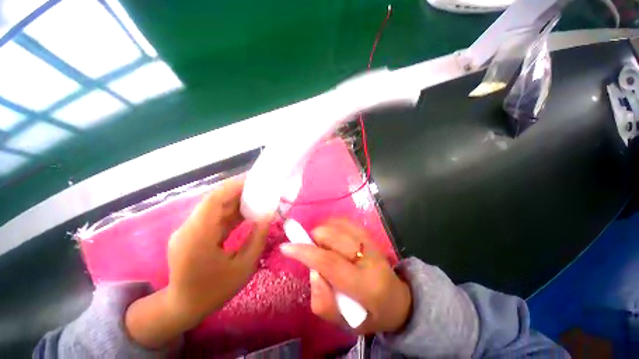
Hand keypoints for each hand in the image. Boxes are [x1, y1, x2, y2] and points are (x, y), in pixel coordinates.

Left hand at [165, 177, 269, 324]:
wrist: (183, 307)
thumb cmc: (214, 291)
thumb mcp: (244, 267)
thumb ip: (257, 238)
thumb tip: (268, 216)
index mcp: (198, 237)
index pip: (213, 201)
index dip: (233, 187)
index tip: (254, 181)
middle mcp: (189, 229)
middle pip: (214, 201)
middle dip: (238, 191)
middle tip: (260, 187)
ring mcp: (188, 230)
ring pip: (215, 207)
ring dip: (236, 201)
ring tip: (257, 196)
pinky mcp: (192, 233)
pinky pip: (214, 216)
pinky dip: (231, 211)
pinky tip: (246, 211)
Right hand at [280, 219, 411, 334]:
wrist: (397, 300)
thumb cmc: (370, 314)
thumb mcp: (344, 323)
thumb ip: (323, 300)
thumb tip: (313, 270)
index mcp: (365, 286)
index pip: (330, 262)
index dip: (305, 252)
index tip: (286, 247)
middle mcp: (370, 259)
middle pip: (333, 236)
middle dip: (314, 238)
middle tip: (309, 249)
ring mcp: (371, 243)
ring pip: (338, 225)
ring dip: (322, 231)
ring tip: (320, 245)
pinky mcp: (370, 235)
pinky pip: (345, 221)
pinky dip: (331, 225)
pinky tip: (329, 236)